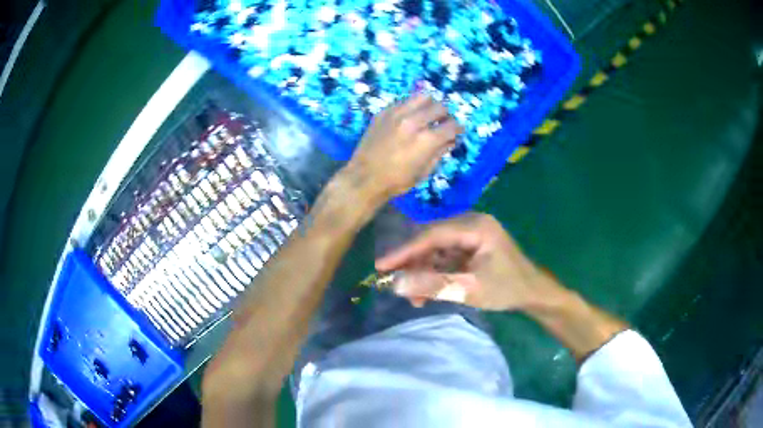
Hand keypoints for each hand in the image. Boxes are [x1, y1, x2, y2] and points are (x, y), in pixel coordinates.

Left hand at [345, 93, 463, 200]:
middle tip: (443, 123)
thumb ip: (440, 152)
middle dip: (445, 115)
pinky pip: (404, 101)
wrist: (365, 177)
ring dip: (429, 105)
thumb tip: (451, 140)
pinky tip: (409, 118)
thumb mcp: (424, 171)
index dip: (458, 129)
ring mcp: (397, 114)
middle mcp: (413, 121)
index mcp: (426, 140)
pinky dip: (412, 107)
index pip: (451, 125)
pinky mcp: (384, 112)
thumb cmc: (397, 180)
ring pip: (422, 97)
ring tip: (427, 115)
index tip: (457, 131)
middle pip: (439, 107)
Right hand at [375, 213, 547, 310]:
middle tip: (391, 281)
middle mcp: (471, 223)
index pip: (432, 235)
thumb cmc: (507, 288)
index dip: (405, 251)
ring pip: (436, 250)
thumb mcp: (469, 288)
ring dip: (423, 272)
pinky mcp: (470, 246)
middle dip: (412, 263)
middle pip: (431, 240)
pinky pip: (445, 257)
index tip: (381, 265)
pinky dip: (434, 273)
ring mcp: (471, 234)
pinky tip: (426, 293)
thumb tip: (396, 285)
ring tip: (412, 296)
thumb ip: (432, 285)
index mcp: (475, 226)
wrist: (533, 293)